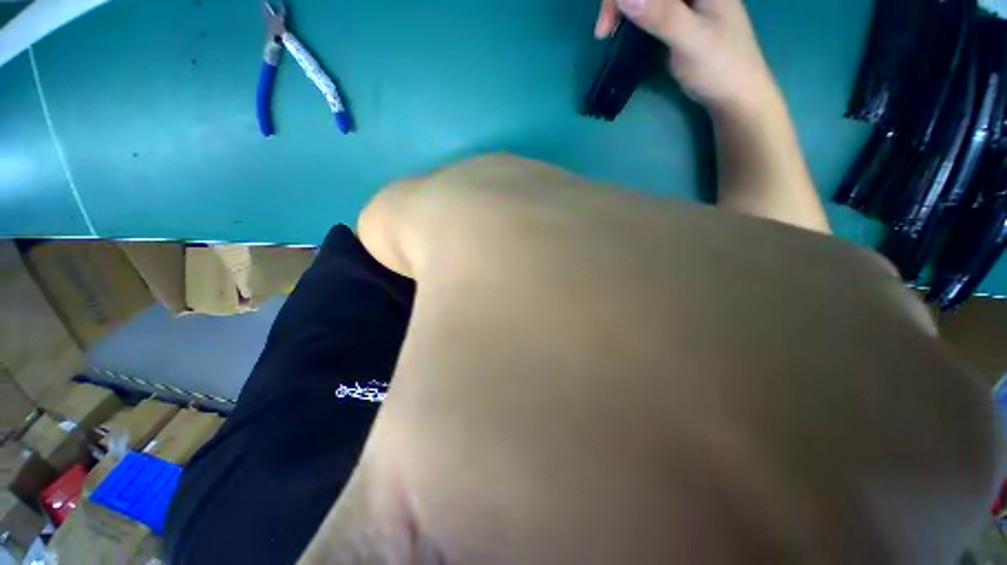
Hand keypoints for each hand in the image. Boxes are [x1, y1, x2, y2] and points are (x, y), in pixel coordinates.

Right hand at [595, 0, 779, 117]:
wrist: (733, 94)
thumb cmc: (720, 67)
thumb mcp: (691, 41)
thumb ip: (662, 15)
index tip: (608, 21)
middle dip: (619, 0)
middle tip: (604, 31)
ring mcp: (682, 3)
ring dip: (621, 8)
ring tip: (607, 33)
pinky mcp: (673, 19)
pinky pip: (646, 9)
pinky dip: (629, 18)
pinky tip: (620, 33)